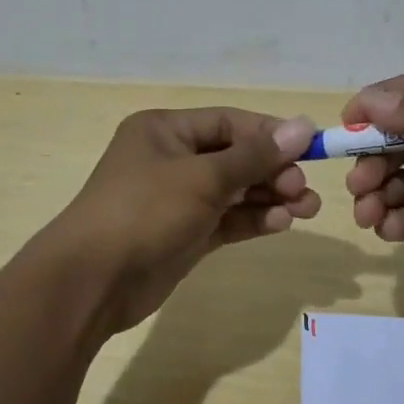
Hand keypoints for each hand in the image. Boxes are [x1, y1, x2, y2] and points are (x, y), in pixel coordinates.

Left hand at [49, 107, 318, 332]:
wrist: (93, 281)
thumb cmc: (145, 212)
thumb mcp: (203, 178)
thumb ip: (255, 156)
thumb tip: (302, 126)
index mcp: (165, 131)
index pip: (229, 122)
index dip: (270, 134)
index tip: (310, 148)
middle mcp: (171, 159)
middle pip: (234, 157)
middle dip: (273, 171)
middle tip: (304, 189)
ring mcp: (177, 199)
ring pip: (234, 191)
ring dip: (270, 197)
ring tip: (307, 209)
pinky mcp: (183, 234)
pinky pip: (226, 220)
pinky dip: (252, 219)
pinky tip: (281, 223)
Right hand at [343, 73, 403, 316]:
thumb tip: (370, 100)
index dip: (379, 104)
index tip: (348, 124)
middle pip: (398, 141)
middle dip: (372, 157)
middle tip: (358, 180)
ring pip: (397, 182)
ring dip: (374, 192)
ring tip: (367, 211)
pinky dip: (390, 222)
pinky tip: (386, 228)